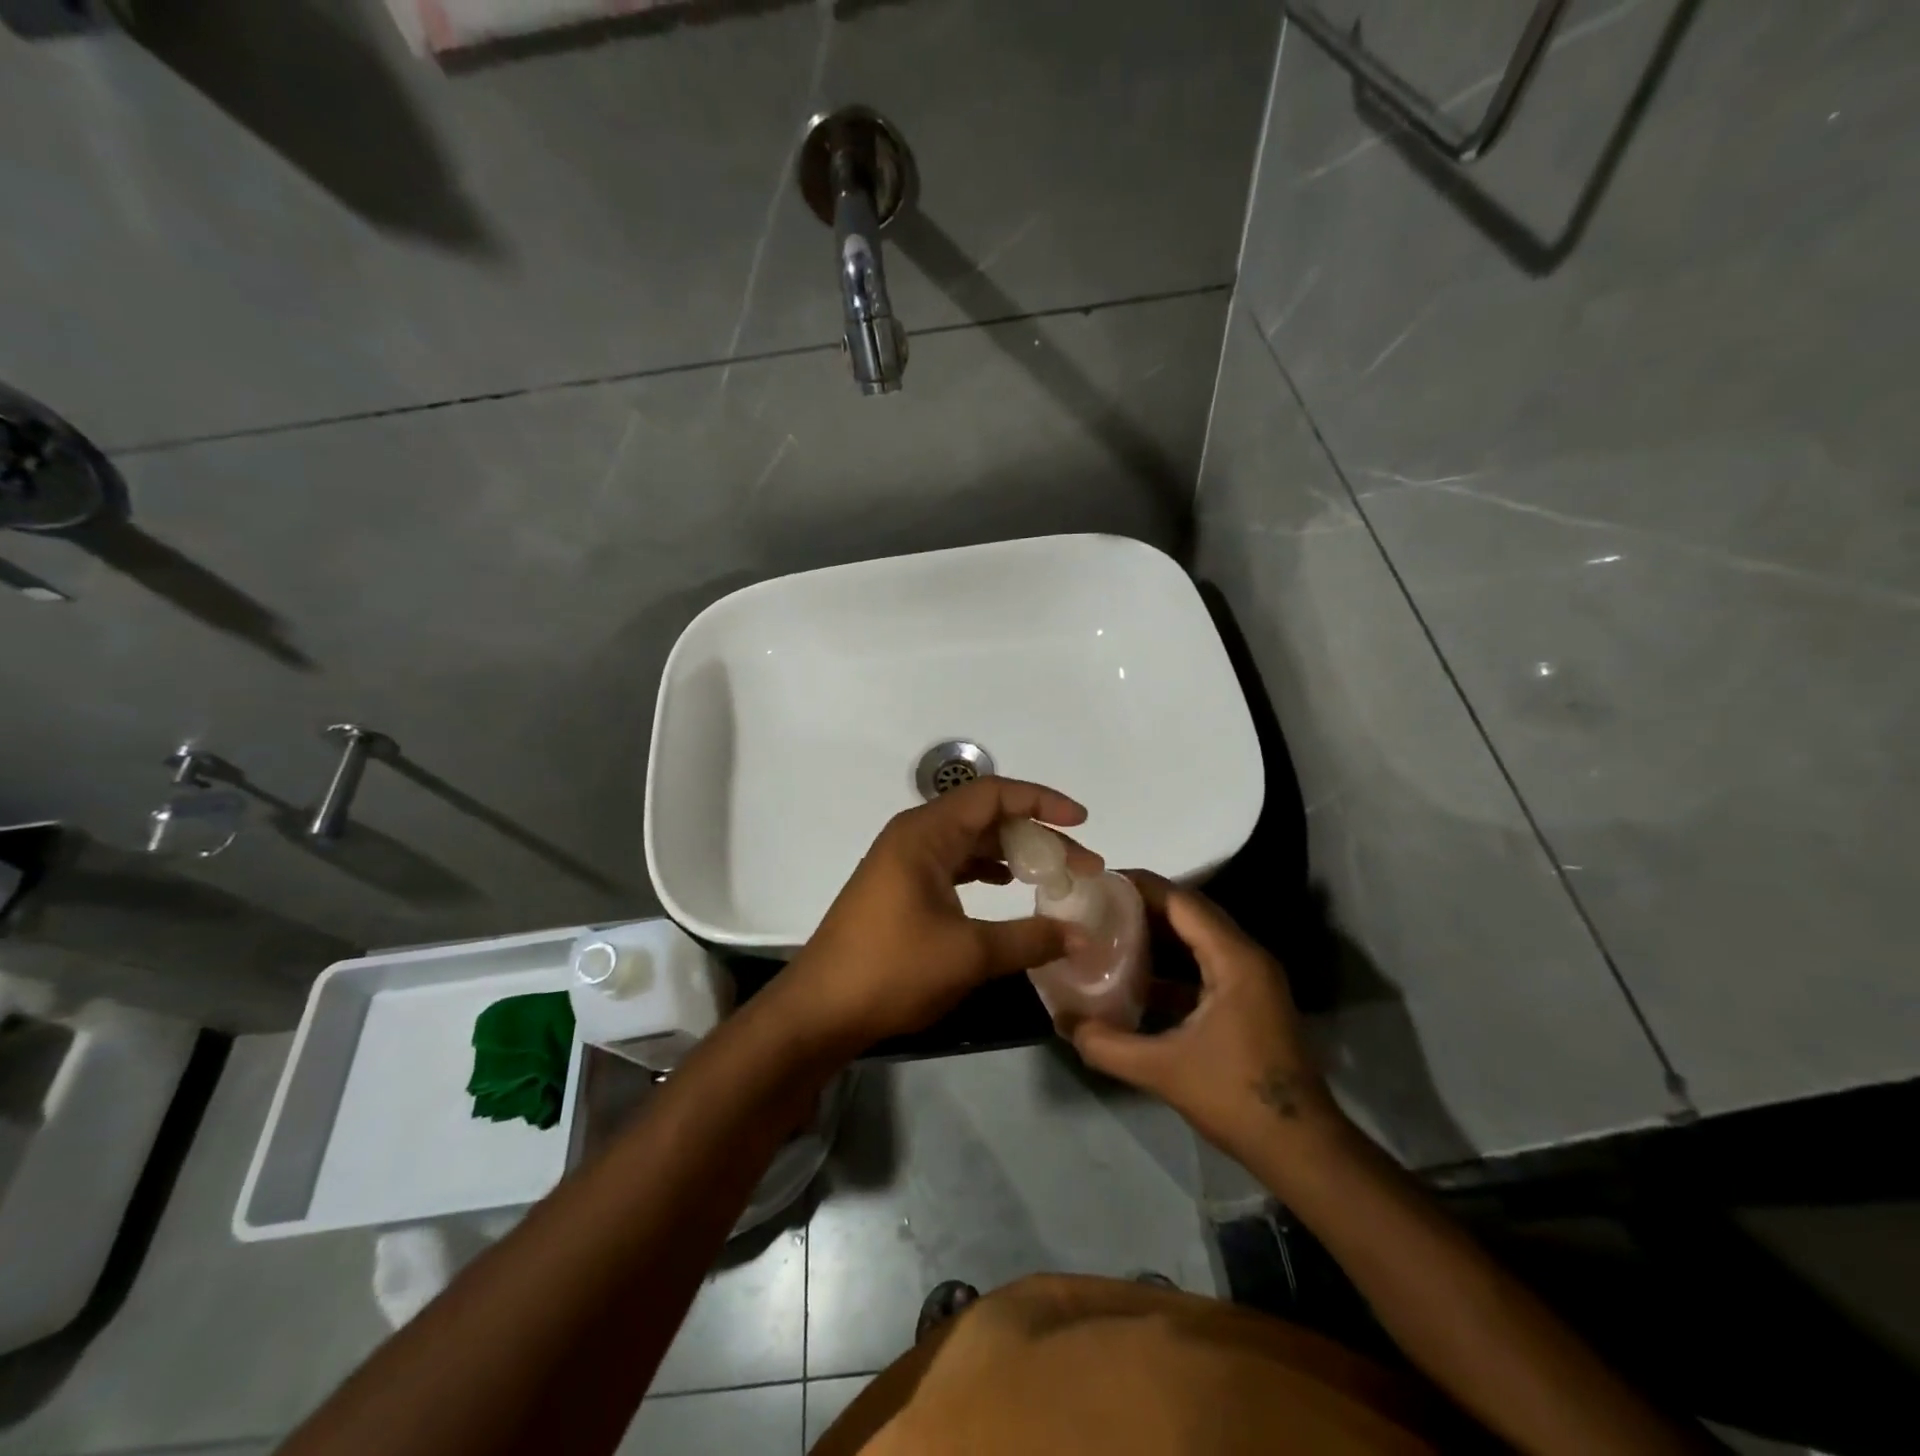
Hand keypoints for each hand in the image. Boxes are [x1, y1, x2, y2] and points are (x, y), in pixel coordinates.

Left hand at [782, 777, 1100, 1052]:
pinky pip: (954, 862)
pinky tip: (1007, 888)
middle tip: (1079, 865)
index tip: (1081, 822)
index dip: (1041, 801)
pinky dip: (986, 870)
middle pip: (985, 816)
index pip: (993, 794)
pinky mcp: (901, 886)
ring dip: (1012, 854)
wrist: (820, 1010)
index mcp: (925, 833)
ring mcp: (904, 861)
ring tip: (1051, 877)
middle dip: (1035, 834)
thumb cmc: (891, 970)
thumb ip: (1029, 939)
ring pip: (970, 841)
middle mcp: (914, 835)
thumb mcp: (968, 955)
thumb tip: (1081, 935)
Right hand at [1072, 873, 1341, 1156]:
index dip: (1139, 886)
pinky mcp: (1247, 1001)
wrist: (1301, 1149)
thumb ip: (1107, 1044)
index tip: (1099, 881)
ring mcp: (1250, 980)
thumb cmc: (1236, 1097)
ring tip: (1108, 932)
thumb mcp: (1162, 1070)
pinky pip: (1203, 964)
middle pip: (1189, 913)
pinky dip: (1171, 964)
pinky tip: (1136, 978)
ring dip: (1157, 934)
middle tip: (1096, 905)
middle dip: (1143, 906)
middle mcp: (1246, 957)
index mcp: (1234, 959)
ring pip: (1197, 939)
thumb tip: (1063, 1022)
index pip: (1182, 901)